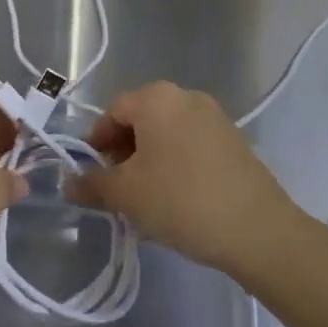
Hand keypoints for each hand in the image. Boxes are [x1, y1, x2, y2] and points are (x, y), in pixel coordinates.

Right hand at [68, 82, 296, 273]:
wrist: (258, 230)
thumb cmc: (181, 200)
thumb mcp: (126, 195)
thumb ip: (92, 184)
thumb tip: (69, 183)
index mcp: (156, 98)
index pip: (112, 112)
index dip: (96, 143)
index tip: (93, 176)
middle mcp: (186, 96)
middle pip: (141, 120)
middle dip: (123, 153)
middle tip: (118, 190)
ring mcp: (215, 117)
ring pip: (167, 135)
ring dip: (150, 162)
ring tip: (147, 201)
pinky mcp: (235, 141)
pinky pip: (192, 146)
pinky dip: (177, 165)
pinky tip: (177, 201)